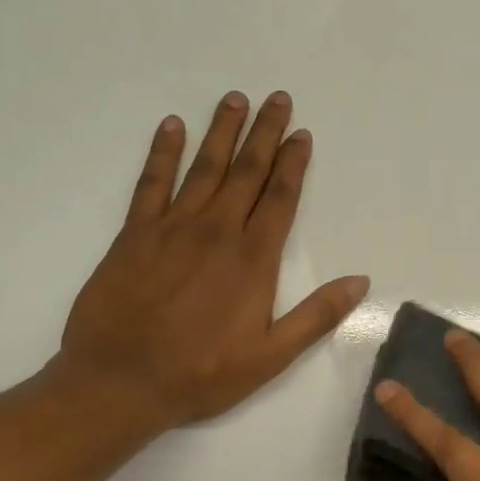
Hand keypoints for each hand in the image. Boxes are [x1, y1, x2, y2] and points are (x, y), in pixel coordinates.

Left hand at [55, 90, 368, 428]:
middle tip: (276, 98)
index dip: (293, 163)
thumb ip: (317, 315)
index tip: (301, 133)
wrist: (120, 382)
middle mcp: (216, 232)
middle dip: (264, 133)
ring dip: (221, 132)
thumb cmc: (202, 373)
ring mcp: (172, 228)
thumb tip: (360, 280)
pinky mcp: (134, 235)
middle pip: (246, 172)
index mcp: (253, 259)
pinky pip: (151, 183)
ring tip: (234, 99)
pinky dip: (162, 153)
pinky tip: (171, 127)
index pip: (280, 198)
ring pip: (204, 168)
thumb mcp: (272, 356)